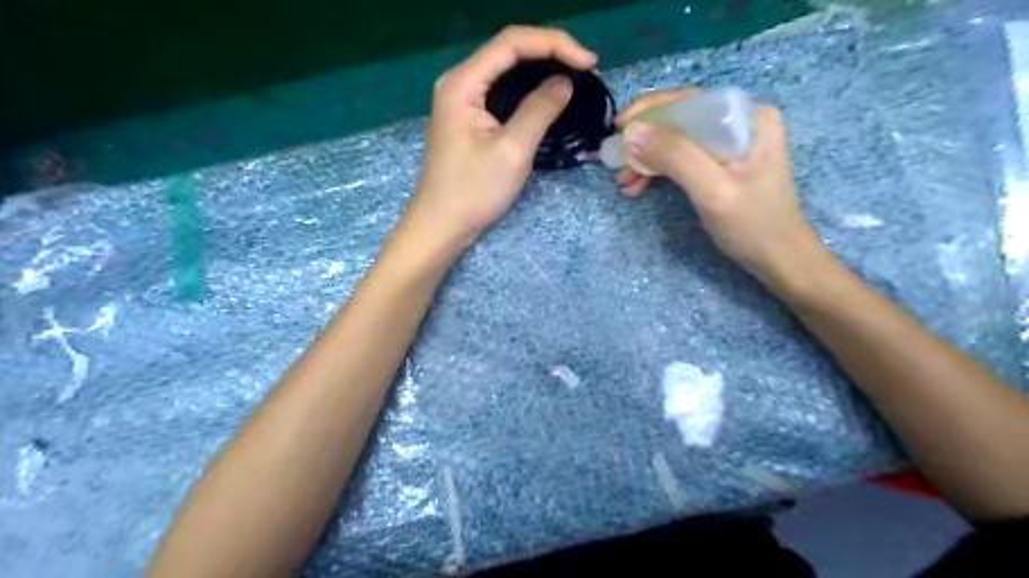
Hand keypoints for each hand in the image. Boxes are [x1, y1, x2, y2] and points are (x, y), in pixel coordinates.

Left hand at [402, 25, 594, 250]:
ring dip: (541, 69)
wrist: (442, 224)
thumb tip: (565, 82)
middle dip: (550, 52)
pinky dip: (527, 89)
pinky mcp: (468, 117)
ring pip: (506, 70)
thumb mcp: (512, 150)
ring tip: (575, 77)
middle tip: (587, 69)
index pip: (512, 43)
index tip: (590, 63)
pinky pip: (501, 91)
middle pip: (508, 50)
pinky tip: (548, 96)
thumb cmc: (474, 191)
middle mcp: (459, 82)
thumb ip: (540, 110)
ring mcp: (462, 99)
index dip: (554, 44)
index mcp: (463, 83)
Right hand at [614, 85, 824, 289]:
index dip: (649, 110)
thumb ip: (675, 157)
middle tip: (616, 161)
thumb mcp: (712, 191)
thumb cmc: (752, 226)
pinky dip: (659, 171)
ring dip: (648, 158)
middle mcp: (740, 122)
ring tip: (624, 182)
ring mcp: (731, 144)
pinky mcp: (722, 164)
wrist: (778, 260)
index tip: (617, 128)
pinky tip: (639, 187)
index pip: (690, 100)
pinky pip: (683, 158)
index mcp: (748, 117)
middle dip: (645, 140)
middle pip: (680, 119)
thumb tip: (631, 132)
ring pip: (678, 140)